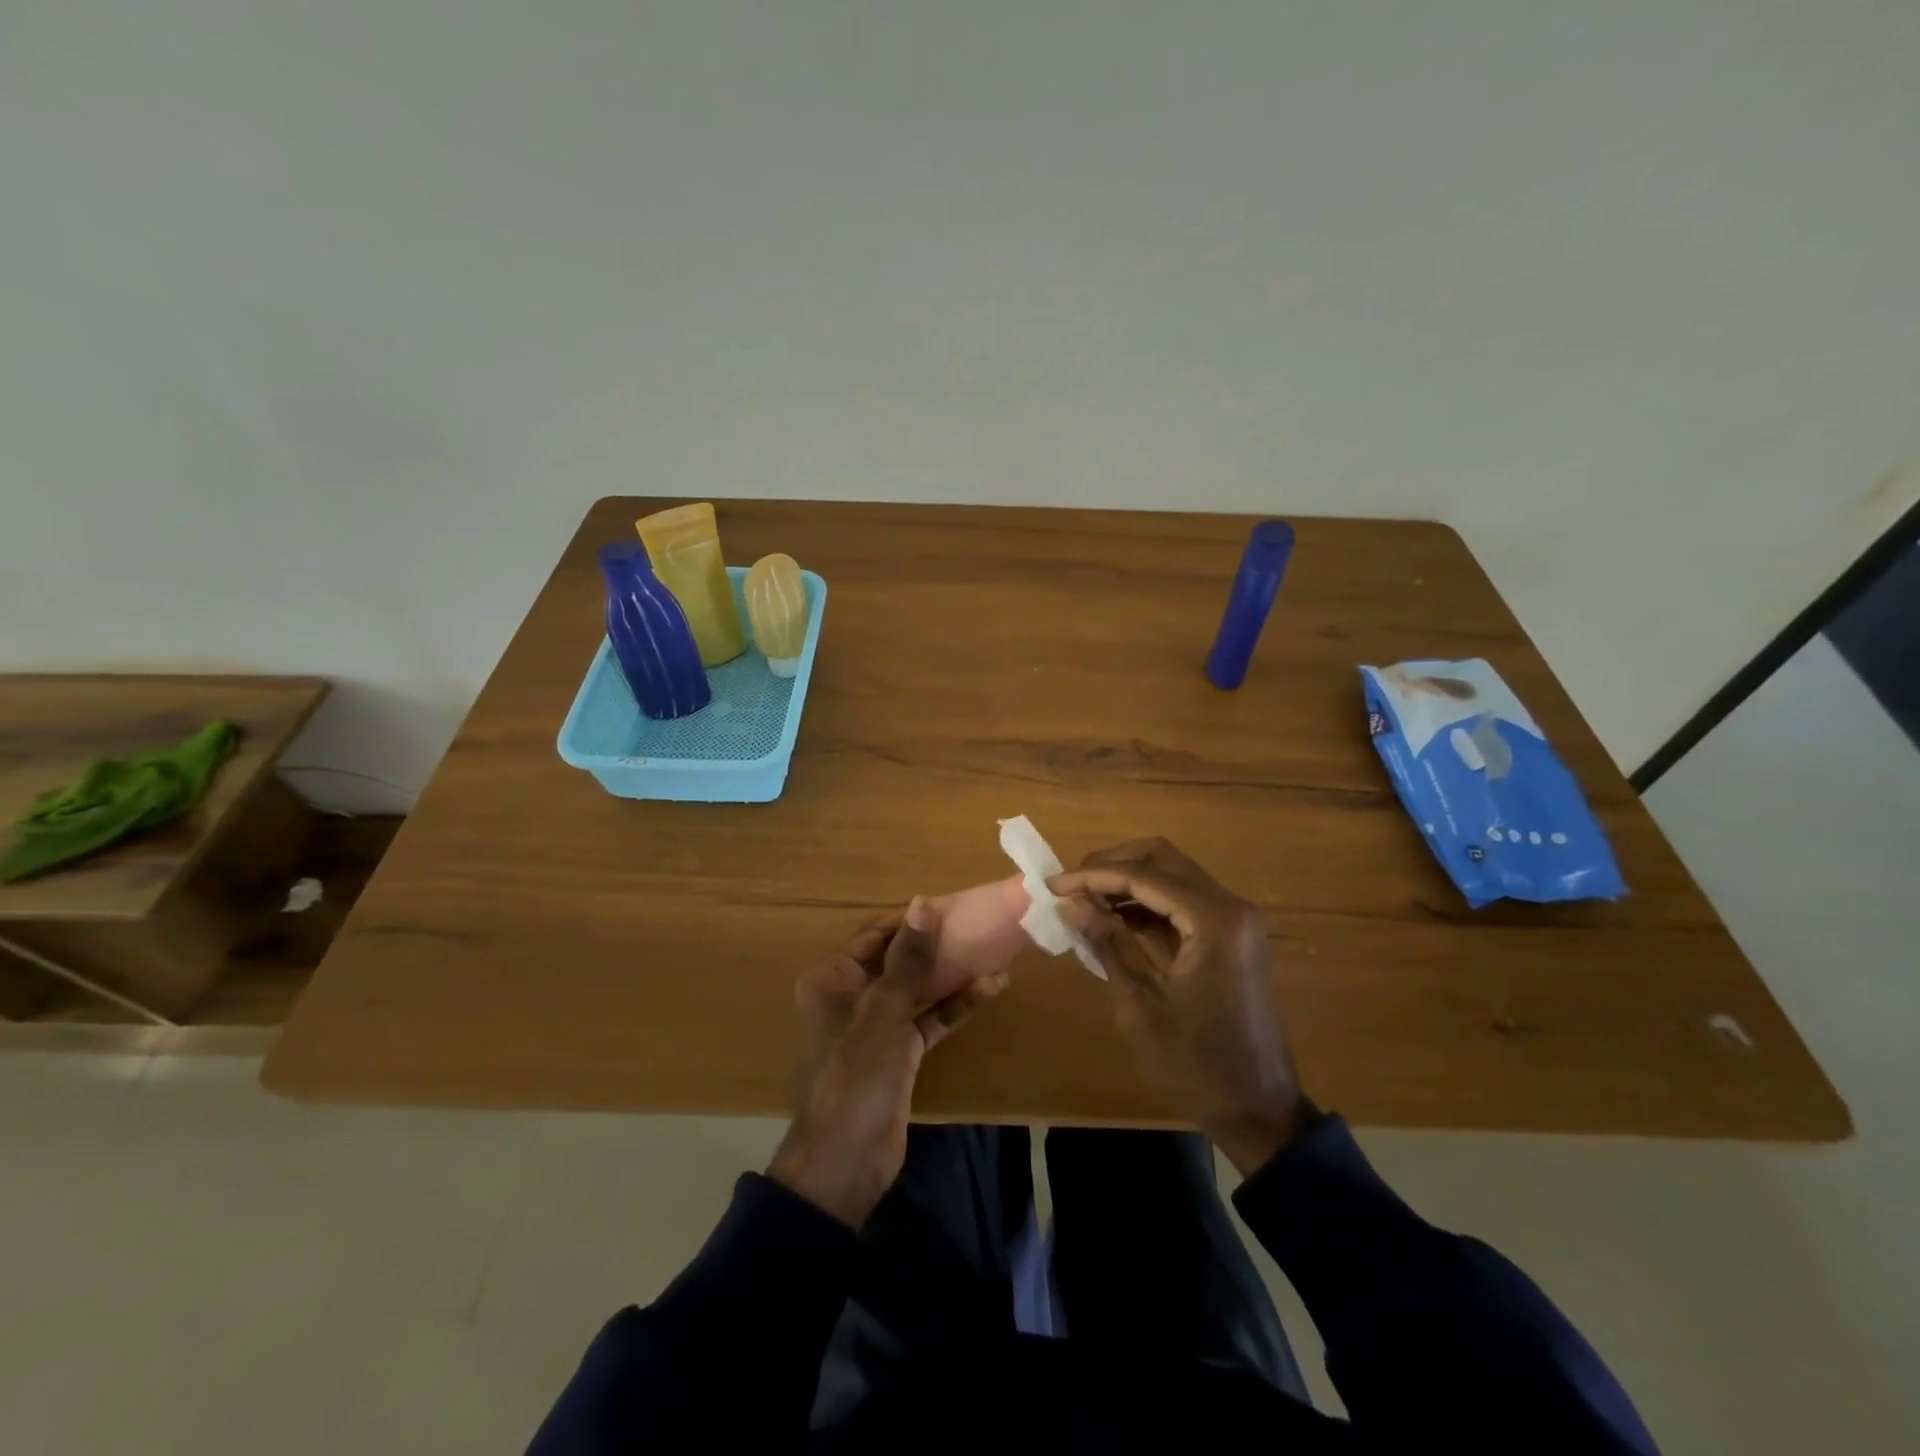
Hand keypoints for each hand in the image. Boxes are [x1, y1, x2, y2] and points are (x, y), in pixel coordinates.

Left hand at [768, 898, 1008, 1226]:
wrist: (845, 1162)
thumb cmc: (856, 1074)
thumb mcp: (884, 1011)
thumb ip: (908, 959)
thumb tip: (923, 904)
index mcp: (833, 978)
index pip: (877, 935)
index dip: (914, 921)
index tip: (955, 907)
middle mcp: (852, 995)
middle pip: (899, 960)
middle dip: (938, 947)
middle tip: (981, 928)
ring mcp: (877, 1025)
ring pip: (918, 990)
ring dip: (953, 976)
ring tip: (995, 954)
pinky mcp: (899, 1052)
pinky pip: (928, 1019)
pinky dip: (954, 1006)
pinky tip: (989, 990)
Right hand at [1050, 838, 1307, 1175]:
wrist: (1259, 1110)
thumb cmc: (1196, 1065)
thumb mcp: (1140, 1006)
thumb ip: (1107, 945)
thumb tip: (1071, 903)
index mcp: (1213, 921)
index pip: (1143, 876)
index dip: (1093, 876)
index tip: (1052, 885)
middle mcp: (1230, 907)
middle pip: (1163, 858)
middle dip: (1112, 864)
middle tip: (1072, 883)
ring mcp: (1234, 920)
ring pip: (1173, 874)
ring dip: (1128, 880)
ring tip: (1084, 899)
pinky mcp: (1231, 936)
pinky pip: (1184, 901)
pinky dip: (1148, 902)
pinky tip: (1113, 918)